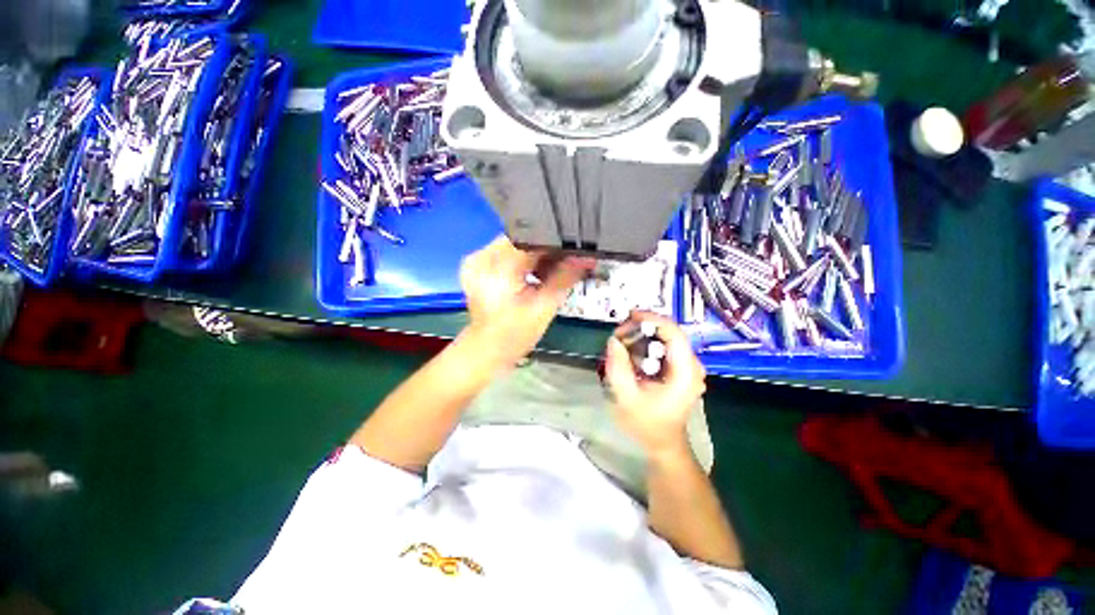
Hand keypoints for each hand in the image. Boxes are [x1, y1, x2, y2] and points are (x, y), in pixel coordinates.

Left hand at [460, 236, 593, 369]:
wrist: (487, 350)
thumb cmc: (514, 334)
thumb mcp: (545, 306)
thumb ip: (565, 277)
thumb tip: (588, 258)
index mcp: (497, 265)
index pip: (533, 238)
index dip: (557, 243)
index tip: (576, 251)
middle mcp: (482, 255)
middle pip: (524, 238)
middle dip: (548, 250)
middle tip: (569, 262)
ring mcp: (478, 259)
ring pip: (518, 244)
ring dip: (537, 255)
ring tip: (552, 272)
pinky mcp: (479, 265)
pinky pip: (508, 252)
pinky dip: (524, 260)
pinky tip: (536, 275)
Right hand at [604, 311, 706, 456]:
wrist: (663, 443)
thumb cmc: (646, 424)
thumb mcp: (626, 397)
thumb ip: (618, 367)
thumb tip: (613, 340)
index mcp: (685, 373)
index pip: (674, 333)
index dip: (652, 319)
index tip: (629, 316)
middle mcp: (692, 366)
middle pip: (669, 333)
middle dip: (642, 329)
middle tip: (619, 336)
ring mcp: (688, 367)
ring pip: (665, 338)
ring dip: (642, 337)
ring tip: (621, 345)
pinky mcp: (681, 369)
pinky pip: (664, 347)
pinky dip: (646, 345)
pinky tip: (631, 354)